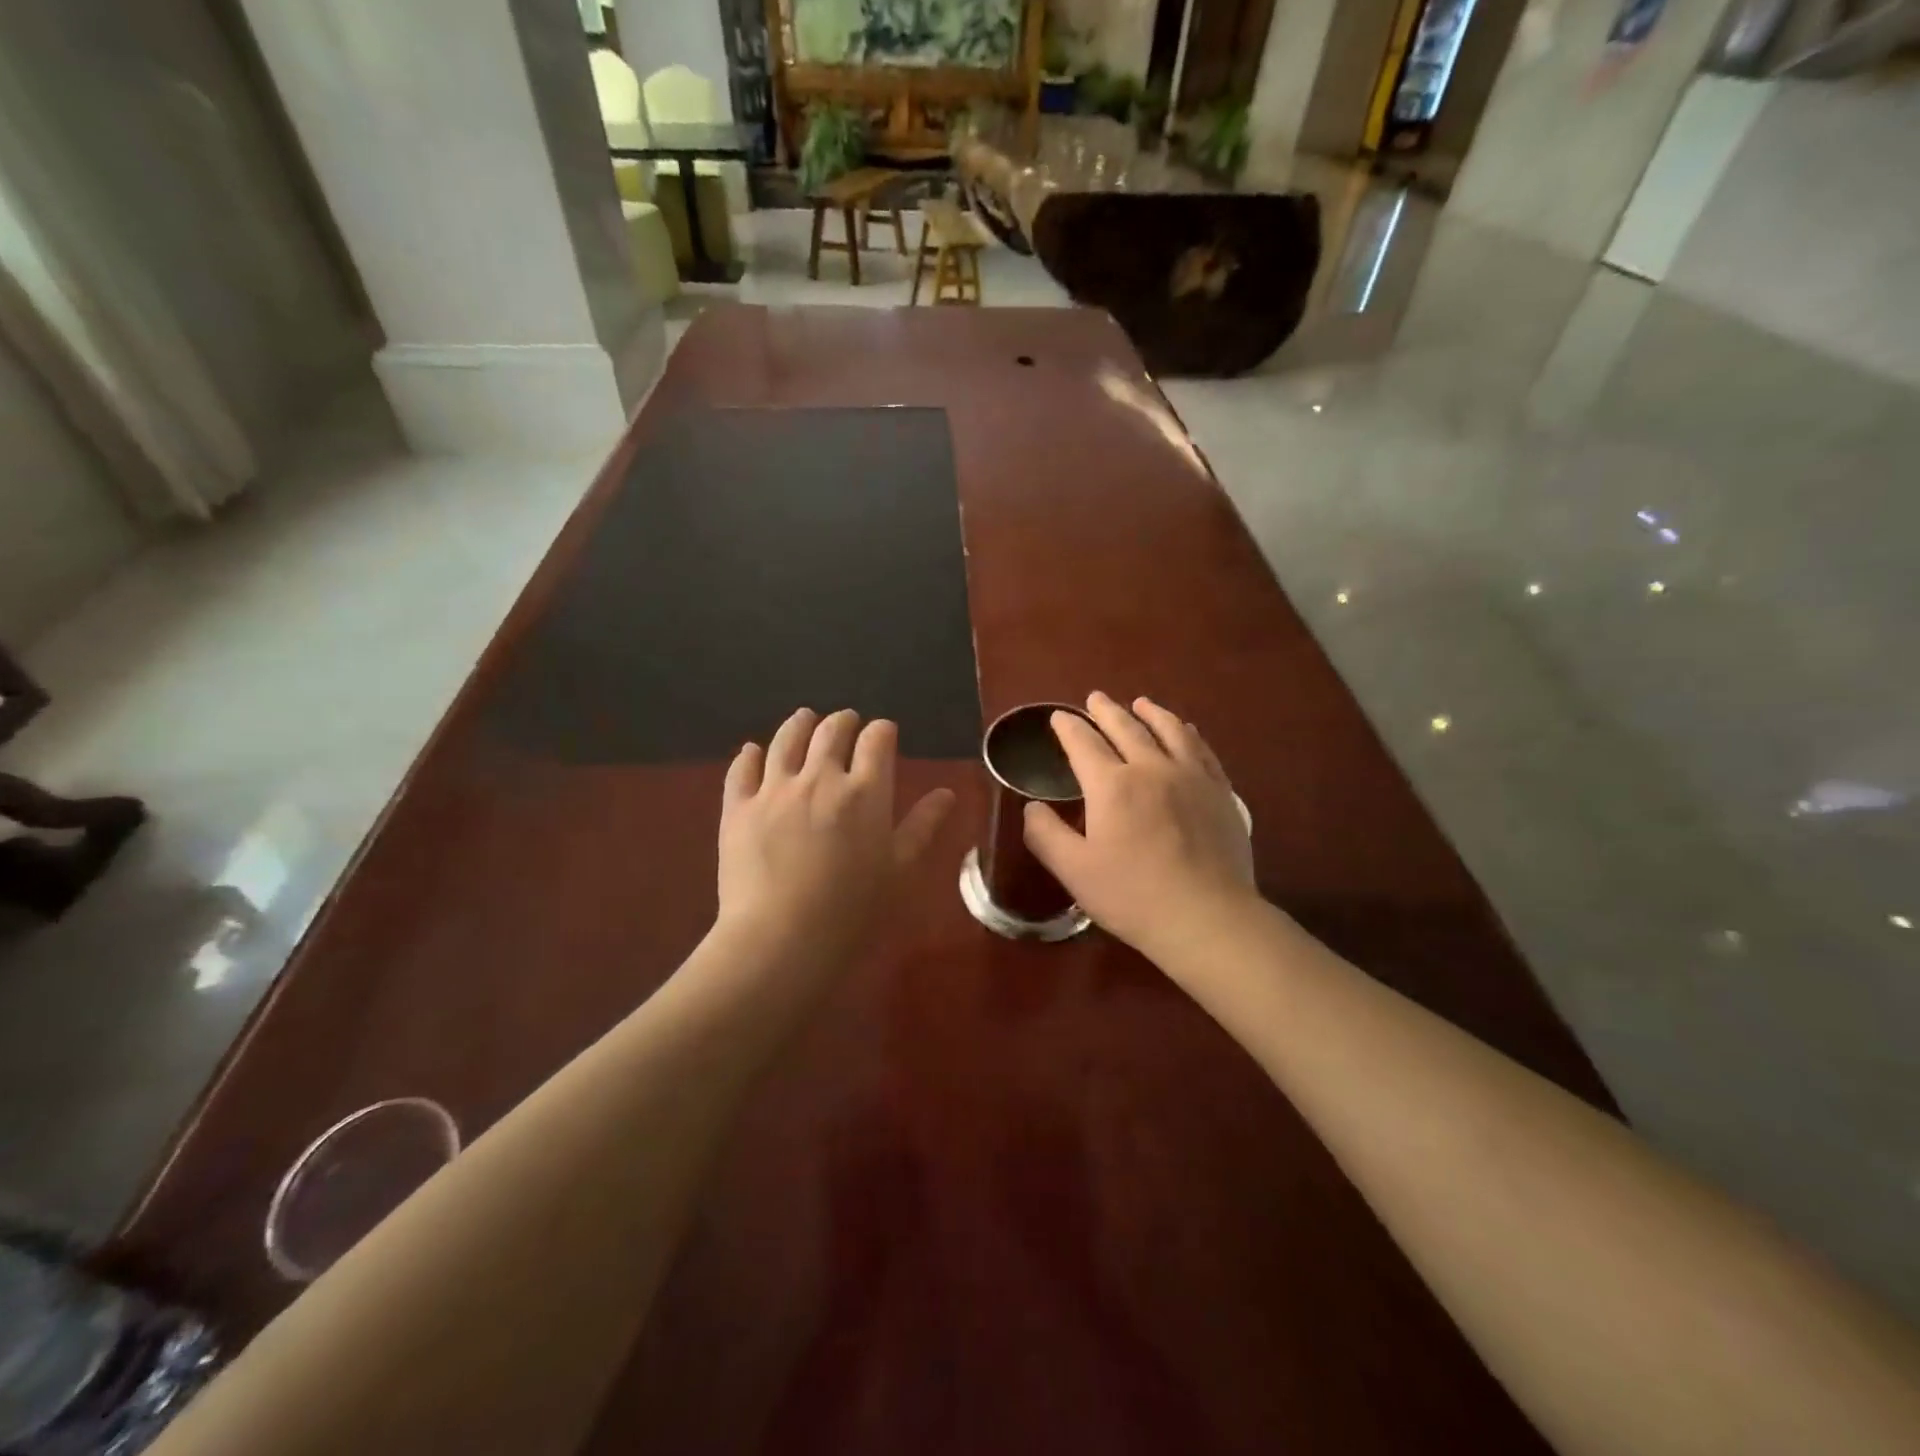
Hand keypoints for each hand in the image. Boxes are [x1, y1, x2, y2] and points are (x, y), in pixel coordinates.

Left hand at [717, 708, 953, 966]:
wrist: (781, 940)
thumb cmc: (853, 910)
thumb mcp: (900, 870)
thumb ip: (923, 826)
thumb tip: (946, 793)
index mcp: (865, 791)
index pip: (876, 740)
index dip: (882, 731)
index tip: (884, 734)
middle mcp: (820, 778)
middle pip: (831, 731)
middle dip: (843, 721)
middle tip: (847, 723)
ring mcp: (774, 789)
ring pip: (786, 740)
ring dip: (799, 724)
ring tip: (804, 718)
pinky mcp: (738, 808)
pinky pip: (742, 769)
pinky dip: (749, 755)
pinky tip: (752, 751)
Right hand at [1023, 692, 1256, 958]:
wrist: (1207, 917)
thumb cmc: (1133, 896)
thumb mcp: (1074, 871)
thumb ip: (1046, 834)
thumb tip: (1031, 806)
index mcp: (1111, 785)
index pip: (1083, 744)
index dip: (1068, 728)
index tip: (1058, 717)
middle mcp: (1151, 768)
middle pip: (1125, 728)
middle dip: (1106, 711)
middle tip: (1095, 698)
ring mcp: (1191, 777)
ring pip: (1168, 730)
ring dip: (1151, 713)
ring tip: (1141, 703)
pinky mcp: (1220, 792)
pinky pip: (1202, 750)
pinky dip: (1188, 734)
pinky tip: (1186, 731)